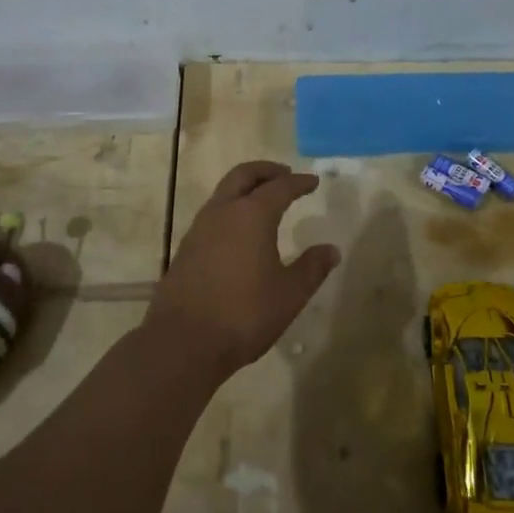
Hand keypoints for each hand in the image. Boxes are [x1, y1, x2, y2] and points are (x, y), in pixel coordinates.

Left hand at [147, 161, 340, 377]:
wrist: (183, 341)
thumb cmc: (244, 314)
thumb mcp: (289, 294)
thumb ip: (312, 268)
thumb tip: (331, 250)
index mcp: (252, 216)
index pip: (280, 188)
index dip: (299, 183)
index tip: (313, 182)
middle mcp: (222, 212)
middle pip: (243, 176)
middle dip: (266, 171)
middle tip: (285, 175)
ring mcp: (199, 229)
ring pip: (223, 193)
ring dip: (245, 188)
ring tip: (263, 200)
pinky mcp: (185, 249)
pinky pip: (212, 215)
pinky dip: (230, 209)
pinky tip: (239, 232)